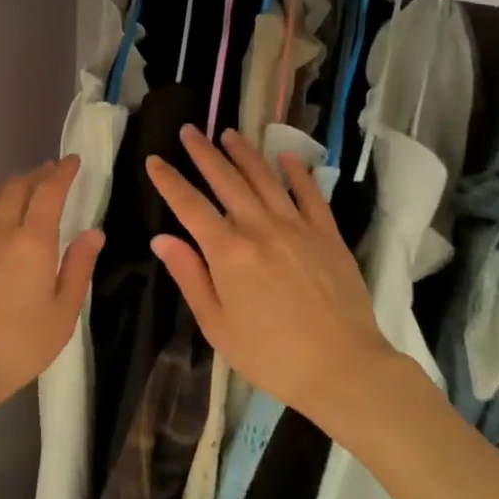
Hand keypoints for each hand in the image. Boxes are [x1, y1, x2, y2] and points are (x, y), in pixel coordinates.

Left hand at [0, 157, 103, 418]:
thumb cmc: (17, 345)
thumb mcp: (62, 314)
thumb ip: (78, 268)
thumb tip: (93, 232)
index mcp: (33, 241)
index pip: (49, 192)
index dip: (62, 172)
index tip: (72, 160)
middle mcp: (0, 230)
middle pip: (18, 187)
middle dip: (37, 174)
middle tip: (50, 172)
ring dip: (12, 187)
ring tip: (23, 190)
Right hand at [146, 126, 395, 429]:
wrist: (343, 368)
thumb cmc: (271, 355)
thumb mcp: (217, 325)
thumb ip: (189, 277)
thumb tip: (162, 239)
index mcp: (228, 252)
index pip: (190, 205)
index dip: (169, 181)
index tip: (154, 160)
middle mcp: (260, 228)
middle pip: (226, 180)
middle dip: (204, 153)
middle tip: (189, 130)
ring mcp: (297, 227)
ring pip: (265, 178)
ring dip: (245, 153)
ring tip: (229, 133)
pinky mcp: (327, 235)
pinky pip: (310, 194)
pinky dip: (297, 172)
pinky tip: (287, 157)